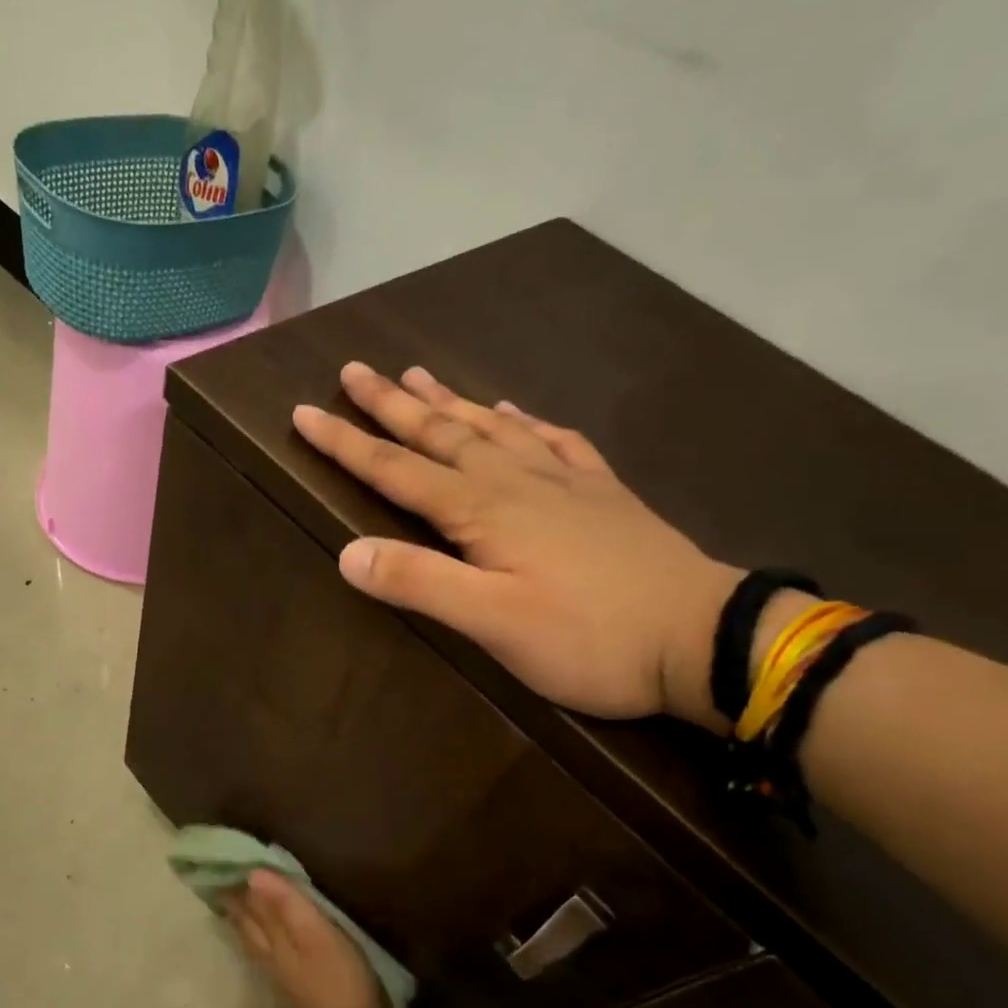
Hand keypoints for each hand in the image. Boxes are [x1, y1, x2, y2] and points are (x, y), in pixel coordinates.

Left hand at [227, 870, 392, 1007]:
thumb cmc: (337, 980)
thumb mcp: (315, 933)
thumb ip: (287, 904)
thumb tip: (253, 874)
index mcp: (273, 939)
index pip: (249, 907)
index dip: (237, 888)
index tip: (222, 867)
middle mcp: (270, 956)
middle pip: (248, 926)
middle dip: (236, 905)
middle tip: (222, 883)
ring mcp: (282, 978)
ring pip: (255, 943)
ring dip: (246, 923)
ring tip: (237, 907)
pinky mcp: (297, 994)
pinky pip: (270, 958)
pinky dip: (262, 943)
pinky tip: (267, 945)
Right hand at [292, 362, 739, 728]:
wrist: (702, 637)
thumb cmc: (589, 638)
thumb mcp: (494, 623)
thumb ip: (420, 583)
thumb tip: (347, 552)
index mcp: (482, 510)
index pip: (397, 469)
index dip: (347, 442)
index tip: (304, 412)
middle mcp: (516, 482)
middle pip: (441, 434)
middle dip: (391, 405)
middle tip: (354, 369)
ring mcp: (563, 482)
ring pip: (492, 428)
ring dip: (450, 401)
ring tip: (417, 373)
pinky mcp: (601, 494)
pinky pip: (554, 441)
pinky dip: (526, 422)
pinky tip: (516, 410)